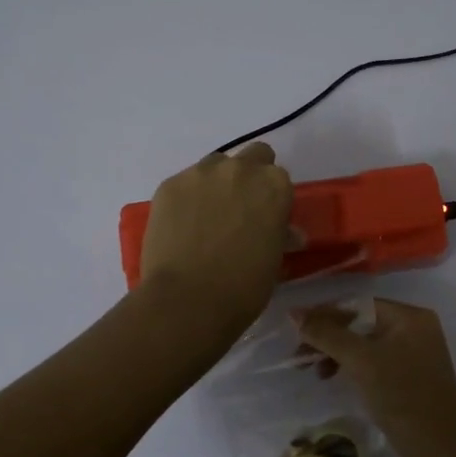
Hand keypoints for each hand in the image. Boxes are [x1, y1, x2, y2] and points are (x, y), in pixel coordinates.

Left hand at [139, 143, 293, 333]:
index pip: (279, 177)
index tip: (265, 216)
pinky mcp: (169, 185)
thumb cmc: (243, 287)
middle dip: (249, 176)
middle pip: (251, 157)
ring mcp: (200, 173)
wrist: (188, 300)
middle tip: (240, 209)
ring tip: (207, 217)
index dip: (272, 196)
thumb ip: (279, 234)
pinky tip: (182, 226)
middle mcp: (239, 169)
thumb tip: (286, 232)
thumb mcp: (274, 261)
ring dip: (217, 183)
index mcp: (274, 185)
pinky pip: (184, 183)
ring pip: (215, 165)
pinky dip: (187, 199)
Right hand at [293, 298, 455, 456]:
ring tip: (315, 372)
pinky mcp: (410, 380)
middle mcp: (415, 330)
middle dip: (329, 337)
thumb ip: (327, 334)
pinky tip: (335, 380)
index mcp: (410, 317)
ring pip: (366, 345)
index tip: (296, 328)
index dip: (325, 313)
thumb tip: (294, 313)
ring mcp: (415, 356)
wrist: (440, 450)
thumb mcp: (361, 361)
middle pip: (361, 323)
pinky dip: (353, 368)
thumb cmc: (402, 396)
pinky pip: (375, 363)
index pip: (358, 304)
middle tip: (300, 354)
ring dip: (338, 354)